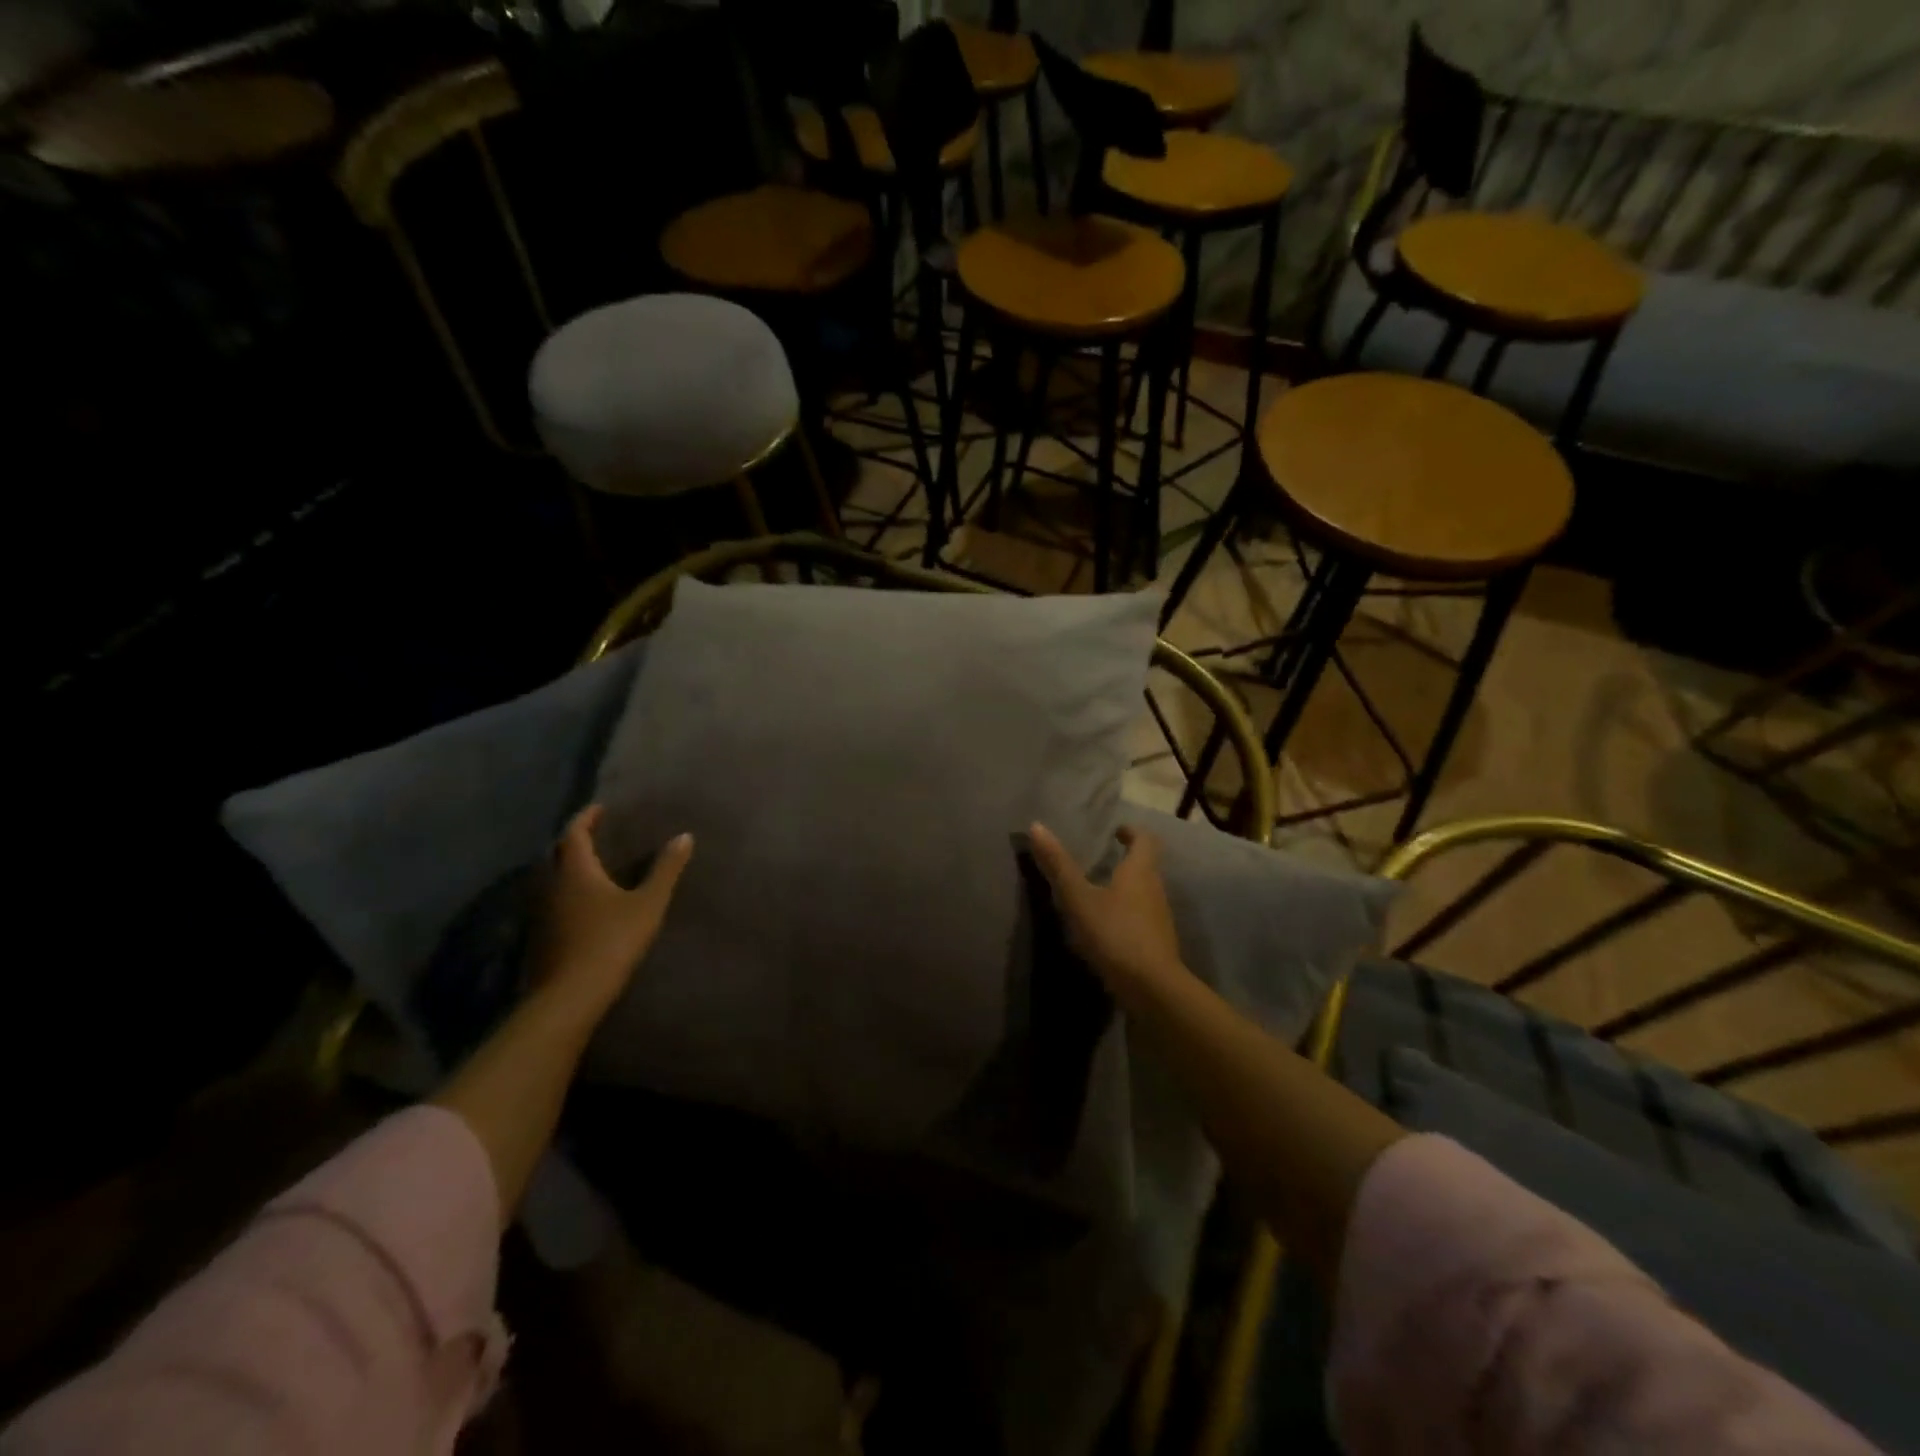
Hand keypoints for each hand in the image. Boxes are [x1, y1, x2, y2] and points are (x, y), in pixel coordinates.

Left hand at [534, 805, 692, 1020]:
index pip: (574, 833)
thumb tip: (684, 837)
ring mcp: (542, 912)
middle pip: (557, 853)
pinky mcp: (541, 936)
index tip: (599, 808)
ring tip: (591, 865)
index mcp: (576, 871)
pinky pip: (552, 901)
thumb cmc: (611, 940)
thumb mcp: (648, 903)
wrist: (571, 995)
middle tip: (594, 833)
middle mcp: (552, 885)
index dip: (586, 818)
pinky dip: (566, 891)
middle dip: (574, 840)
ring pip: (551, 878)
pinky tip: (581, 902)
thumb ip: (665, 870)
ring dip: (568, 866)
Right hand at [1027, 822, 1184, 994]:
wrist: (1152, 988)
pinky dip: (1127, 915)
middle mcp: (1155, 889)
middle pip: (1147, 866)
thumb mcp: (1078, 898)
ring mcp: (1160, 919)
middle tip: (1102, 860)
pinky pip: (1142, 919)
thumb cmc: (1114, 933)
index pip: (1145, 840)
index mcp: (1140, 871)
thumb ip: (1058, 865)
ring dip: (1127, 889)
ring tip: (1099, 893)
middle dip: (1127, 860)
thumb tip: (1036, 826)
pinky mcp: (1158, 944)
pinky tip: (1107, 928)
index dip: (1132, 832)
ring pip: (1145, 894)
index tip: (1116, 831)